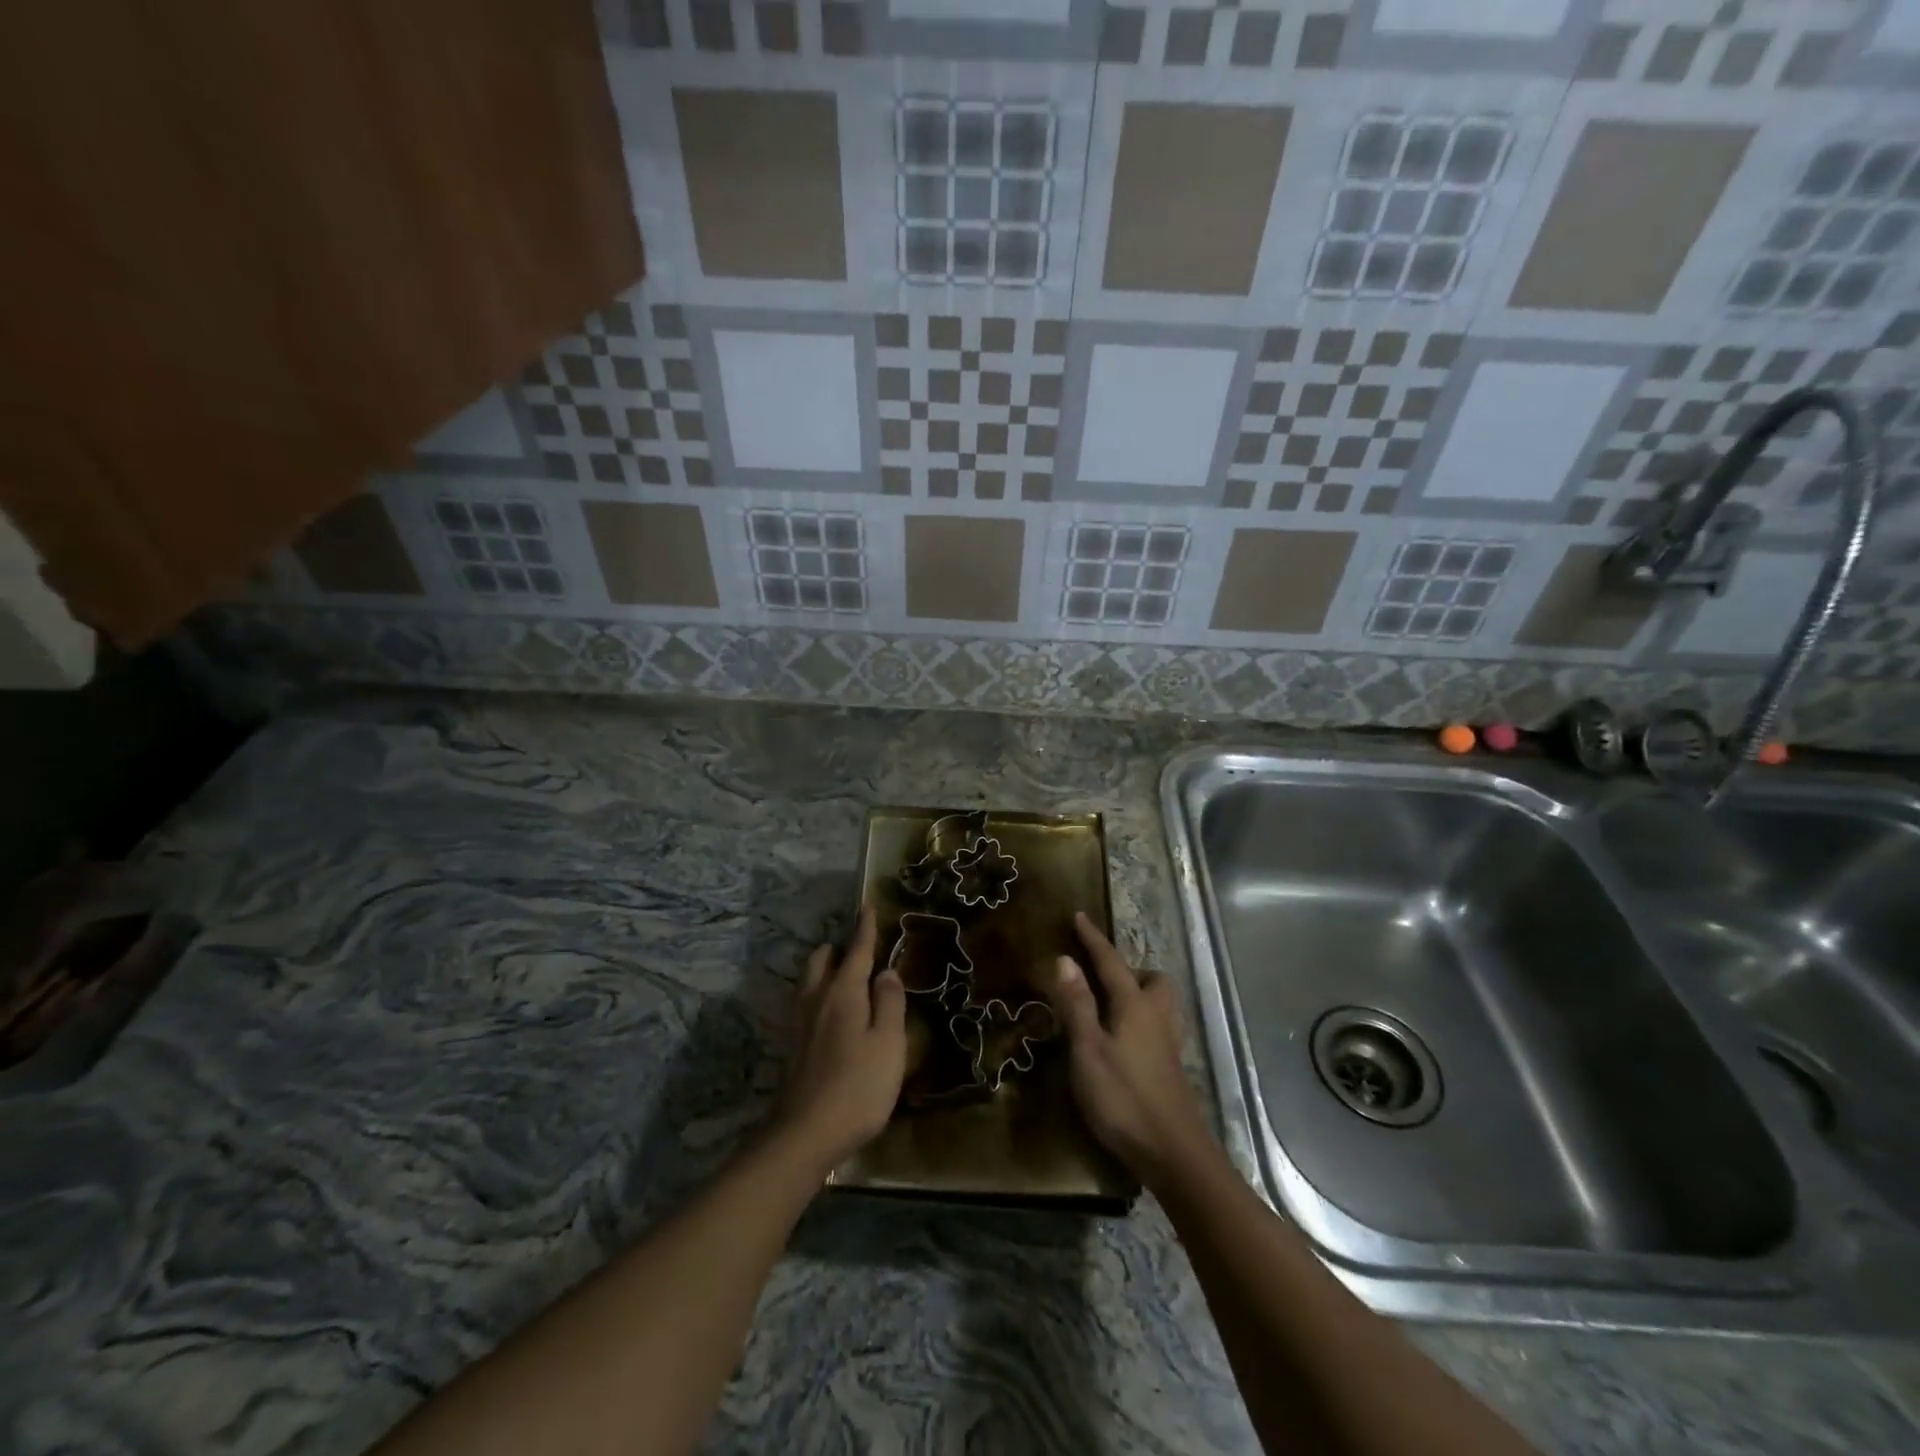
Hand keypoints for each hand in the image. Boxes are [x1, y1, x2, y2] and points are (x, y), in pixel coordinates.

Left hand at [776, 906, 906, 1171]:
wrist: (806, 1134)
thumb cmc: (858, 1086)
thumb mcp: (889, 1043)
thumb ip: (890, 1003)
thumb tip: (886, 971)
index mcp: (843, 992)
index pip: (857, 949)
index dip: (865, 926)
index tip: (868, 903)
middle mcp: (817, 999)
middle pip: (822, 960)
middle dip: (839, 948)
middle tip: (860, 950)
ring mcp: (800, 1023)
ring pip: (810, 981)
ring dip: (826, 969)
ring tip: (846, 977)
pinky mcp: (794, 1046)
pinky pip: (806, 1002)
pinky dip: (820, 993)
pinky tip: (832, 1013)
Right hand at [1043, 912, 1214, 1186]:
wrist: (1174, 1153)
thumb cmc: (1124, 1098)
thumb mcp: (1088, 1050)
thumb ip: (1076, 1004)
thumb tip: (1064, 959)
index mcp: (1134, 1005)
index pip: (1111, 962)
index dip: (1093, 939)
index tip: (1079, 916)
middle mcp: (1156, 1016)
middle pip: (1150, 978)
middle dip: (1127, 969)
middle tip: (1099, 977)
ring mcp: (1168, 1042)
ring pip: (1159, 1002)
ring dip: (1138, 992)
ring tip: (1110, 1005)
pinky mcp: (1171, 1067)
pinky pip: (1158, 1024)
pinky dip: (1141, 1019)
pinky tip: (1124, 1040)